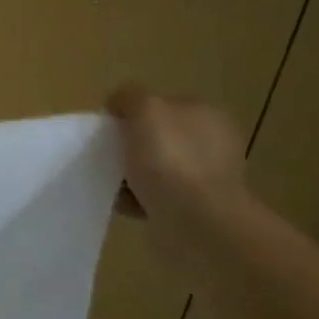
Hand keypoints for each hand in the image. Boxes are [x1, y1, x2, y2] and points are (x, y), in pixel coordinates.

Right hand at [106, 84, 249, 249]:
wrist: (196, 222)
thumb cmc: (171, 159)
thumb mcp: (145, 109)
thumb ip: (129, 97)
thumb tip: (119, 103)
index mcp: (206, 114)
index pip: (163, 104)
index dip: (133, 112)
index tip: (109, 127)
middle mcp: (211, 143)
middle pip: (157, 137)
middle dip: (130, 146)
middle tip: (107, 156)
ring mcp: (205, 178)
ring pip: (153, 169)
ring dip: (129, 176)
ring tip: (111, 184)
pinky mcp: (194, 209)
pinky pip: (154, 198)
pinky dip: (136, 200)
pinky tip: (123, 204)